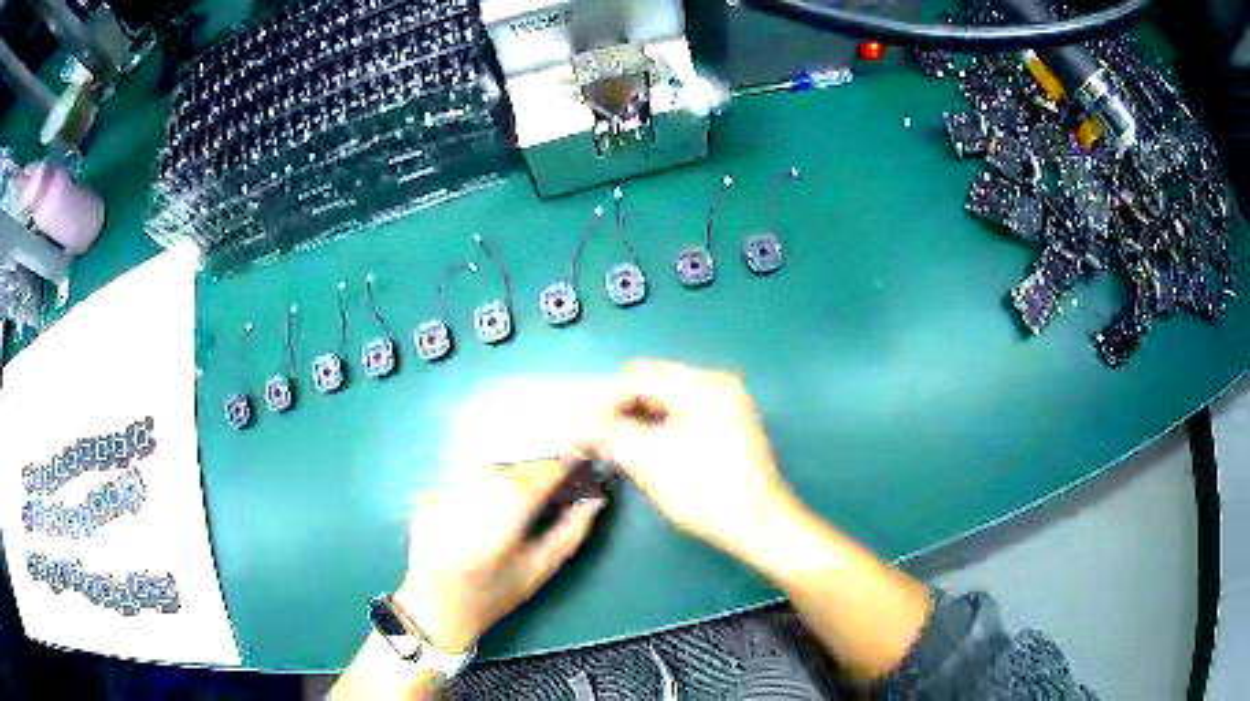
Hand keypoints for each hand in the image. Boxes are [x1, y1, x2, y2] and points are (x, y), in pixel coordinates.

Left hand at [393, 460, 604, 652]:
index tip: (576, 465)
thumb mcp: (539, 570)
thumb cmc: (494, 595)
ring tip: (513, 500)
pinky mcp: (427, 497)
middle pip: (511, 468)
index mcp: (503, 520)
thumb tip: (595, 501)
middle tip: (549, 484)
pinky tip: (480, 508)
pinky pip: (461, 477)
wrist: (438, 608)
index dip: (560, 466)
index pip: (538, 476)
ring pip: (485, 468)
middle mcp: (471, 499)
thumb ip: (571, 533)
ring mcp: (443, 495)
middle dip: (534, 470)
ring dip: (507, 474)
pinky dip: (478, 484)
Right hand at [580, 360, 796, 557]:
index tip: (583, 431)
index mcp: (702, 385)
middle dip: (621, 408)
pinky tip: (644, 450)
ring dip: (638, 418)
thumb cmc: (706, 492)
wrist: (760, 524)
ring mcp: (726, 403)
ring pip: (666, 398)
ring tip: (616, 448)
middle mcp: (716, 383)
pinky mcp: (728, 423)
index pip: (637, 376)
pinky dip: (659, 427)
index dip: (604, 402)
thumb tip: (578, 422)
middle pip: (652, 382)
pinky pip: (682, 413)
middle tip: (597, 440)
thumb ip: (610, 434)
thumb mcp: (650, 462)